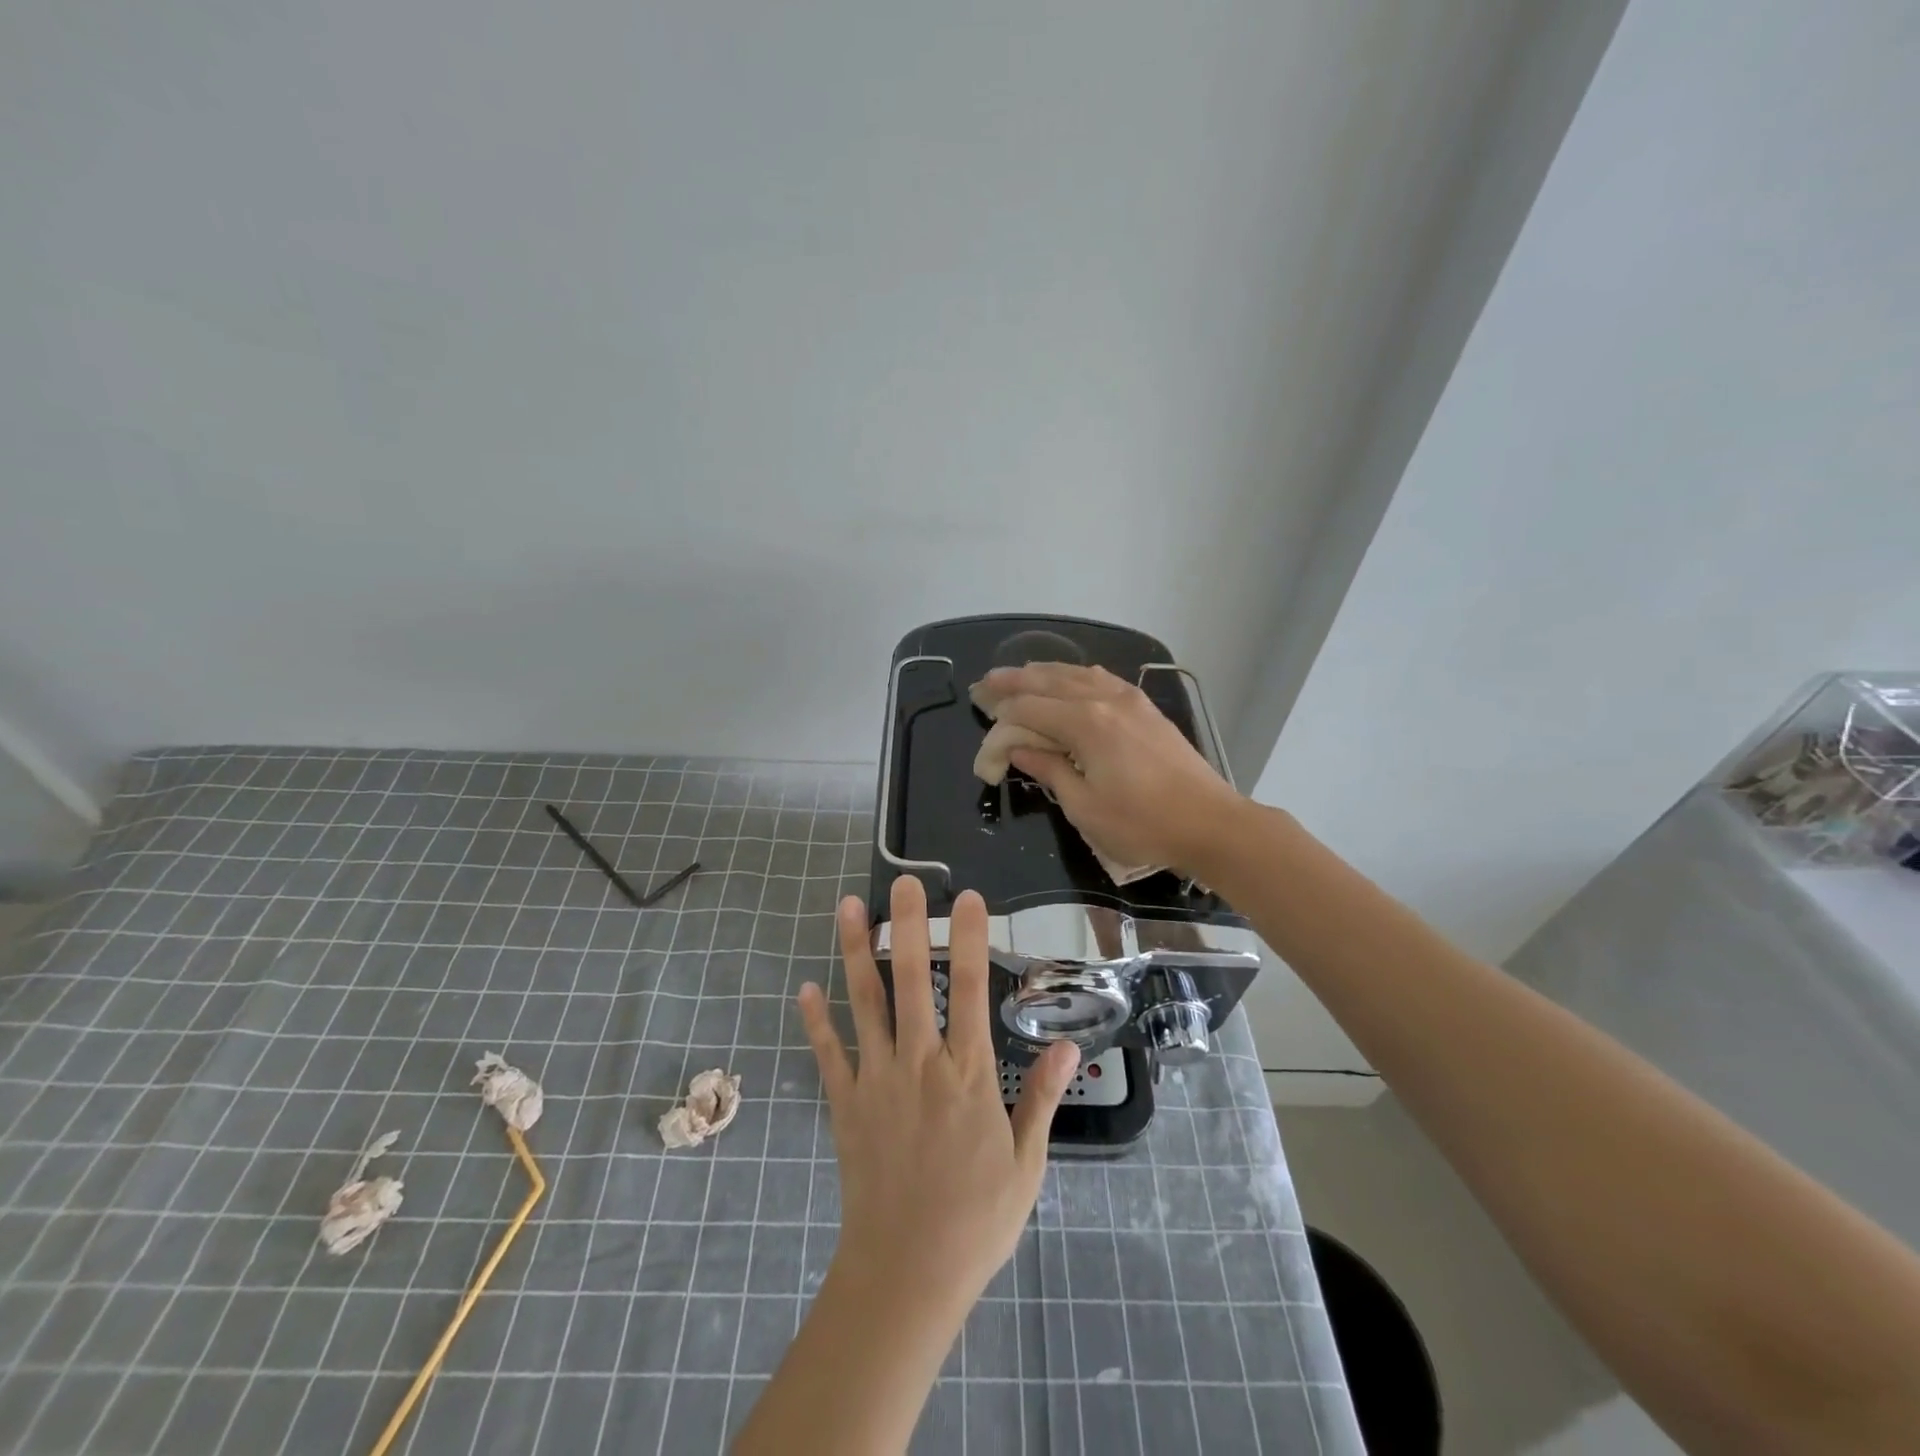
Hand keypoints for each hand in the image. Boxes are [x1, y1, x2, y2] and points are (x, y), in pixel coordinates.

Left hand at [797, 876, 1079, 1312]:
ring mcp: (876, 1081)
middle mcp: (919, 1064)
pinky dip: (816, 1021)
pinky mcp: (845, 1104)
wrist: (906, 1275)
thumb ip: (1042, 1098)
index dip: (969, 939)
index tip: (967, 899)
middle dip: (910, 926)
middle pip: (913, 981)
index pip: (971, 991)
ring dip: (856, 952)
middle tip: (904, 882)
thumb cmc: (975, 1220)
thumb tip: (1065, 1044)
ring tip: (849, 908)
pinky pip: (828, 1054)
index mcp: (967, 1075)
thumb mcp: (1026, 1163)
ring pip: (864, 1003)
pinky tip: (806, 987)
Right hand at [979, 662, 1248, 876]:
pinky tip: (1070, 680)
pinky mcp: (1146, 707)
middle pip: (1049, 682)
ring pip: (1076, 674)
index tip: (982, 717)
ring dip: (1044, 673)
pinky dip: (1076, 676)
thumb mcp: (1085, 807)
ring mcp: (1129, 699)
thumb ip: (1049, 770)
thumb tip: (1019, 749)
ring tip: (1019, 675)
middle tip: (985, 683)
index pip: (1030, 709)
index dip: (1002, 715)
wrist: (1210, 823)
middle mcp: (1105, 700)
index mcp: (1086, 724)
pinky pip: (1101, 679)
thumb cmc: (1142, 824)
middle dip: (1014, 681)